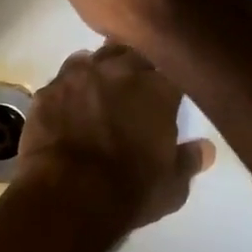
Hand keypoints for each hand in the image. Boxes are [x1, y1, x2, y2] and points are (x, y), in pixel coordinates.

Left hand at [16, 43, 215, 230]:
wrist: (67, 196)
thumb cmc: (129, 192)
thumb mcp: (172, 187)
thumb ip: (188, 161)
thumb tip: (204, 148)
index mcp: (157, 89)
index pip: (171, 71)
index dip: (169, 84)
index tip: (166, 97)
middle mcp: (118, 71)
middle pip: (132, 55)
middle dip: (135, 69)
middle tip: (134, 92)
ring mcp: (78, 77)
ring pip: (93, 59)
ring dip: (100, 71)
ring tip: (99, 93)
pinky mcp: (46, 91)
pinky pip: (61, 79)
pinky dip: (69, 89)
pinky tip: (68, 106)